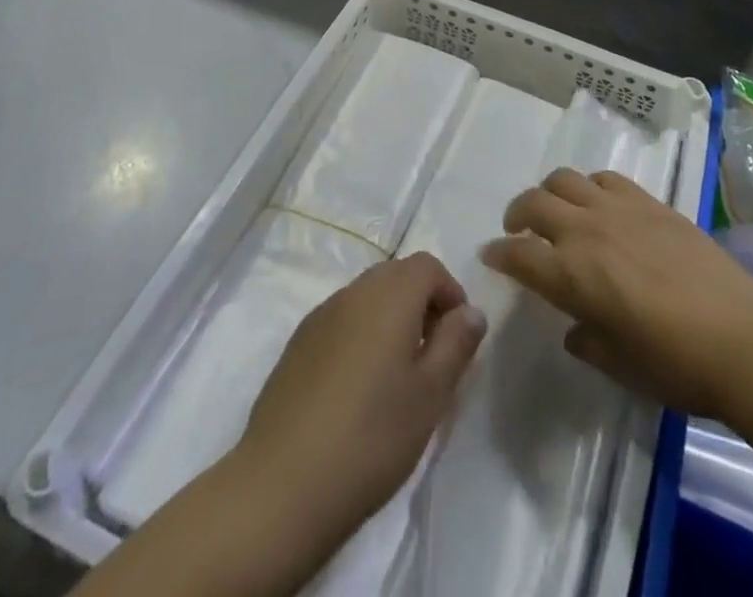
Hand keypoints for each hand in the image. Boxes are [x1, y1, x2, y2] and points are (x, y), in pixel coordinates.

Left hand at [239, 252, 486, 543]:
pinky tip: (358, 391)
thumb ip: (456, 343)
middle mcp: (353, 292)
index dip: (450, 292)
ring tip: (397, 378)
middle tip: (433, 357)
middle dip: (422, 304)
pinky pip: (341, 322)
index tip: (458, 338)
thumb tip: (471, 311)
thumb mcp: (431, 394)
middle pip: (396, 276)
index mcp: (389, 295)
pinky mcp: (297, 345)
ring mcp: (319, 316)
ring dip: (390, 320)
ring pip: (367, 298)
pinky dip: (360, 337)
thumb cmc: (371, 436)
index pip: (428, 266)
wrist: (281, 485)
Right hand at [482, 169, 752, 421]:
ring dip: (549, 192)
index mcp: (571, 276)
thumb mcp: (621, 366)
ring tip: (555, 209)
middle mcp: (585, 232)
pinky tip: (598, 202)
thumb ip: (588, 342)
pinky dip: (590, 185)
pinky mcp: (648, 201)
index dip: (499, 255)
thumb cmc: (676, 365)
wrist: (741, 335)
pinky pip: (606, 177)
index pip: (518, 256)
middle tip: (516, 229)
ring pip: (565, 179)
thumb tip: (575, 329)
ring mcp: (618, 209)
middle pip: (534, 204)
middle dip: (516, 214)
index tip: (490, 255)